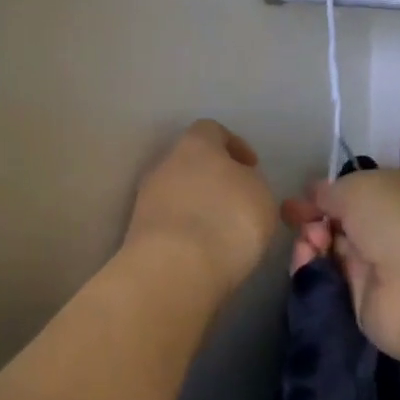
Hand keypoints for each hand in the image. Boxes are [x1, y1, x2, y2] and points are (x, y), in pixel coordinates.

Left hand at [124, 121, 276, 302]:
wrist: (174, 270)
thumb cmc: (227, 220)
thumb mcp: (262, 197)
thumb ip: (251, 184)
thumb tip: (240, 186)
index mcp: (196, 143)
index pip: (212, 130)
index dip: (234, 146)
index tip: (252, 168)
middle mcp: (166, 162)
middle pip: (191, 161)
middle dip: (213, 179)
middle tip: (236, 202)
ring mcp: (146, 197)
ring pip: (177, 192)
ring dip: (197, 206)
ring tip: (221, 232)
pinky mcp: (137, 232)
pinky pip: (168, 222)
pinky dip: (185, 232)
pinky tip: (203, 252)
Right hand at [283, 169, 399, 361]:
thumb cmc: (394, 220)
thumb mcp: (355, 187)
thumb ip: (330, 191)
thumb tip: (316, 194)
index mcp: (395, 192)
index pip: (354, 191)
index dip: (325, 194)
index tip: (300, 199)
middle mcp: (387, 227)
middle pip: (338, 221)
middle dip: (313, 218)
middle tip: (296, 220)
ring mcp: (376, 265)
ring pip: (330, 249)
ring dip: (311, 241)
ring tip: (308, 243)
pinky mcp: (363, 300)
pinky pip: (329, 279)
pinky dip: (311, 268)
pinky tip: (305, 260)